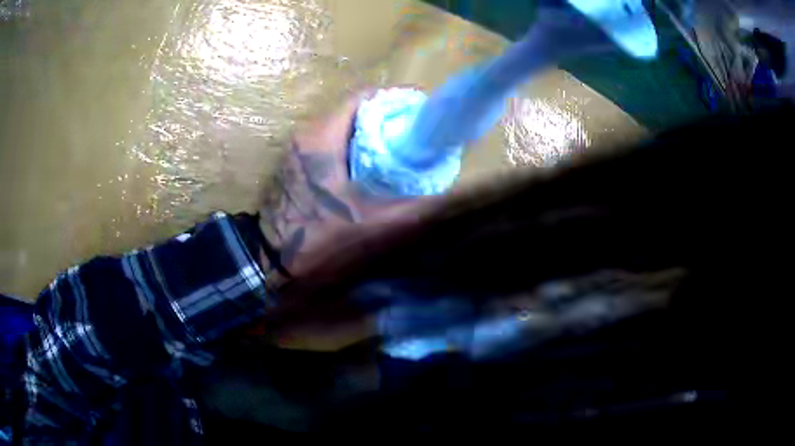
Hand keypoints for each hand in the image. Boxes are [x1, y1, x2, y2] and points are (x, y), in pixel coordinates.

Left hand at [259, 89, 431, 280]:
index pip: (363, 98)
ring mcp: (297, 149)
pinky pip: (328, 142)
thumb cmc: (318, 236)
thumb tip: (442, 192)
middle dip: (385, 119)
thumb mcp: (371, 223)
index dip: (394, 102)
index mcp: (322, 136)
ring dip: (368, 134)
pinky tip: (367, 168)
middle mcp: (306, 134)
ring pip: (340, 126)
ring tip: (395, 152)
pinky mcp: (293, 163)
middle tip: (413, 137)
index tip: (417, 115)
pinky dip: (350, 147)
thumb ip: (410, 207)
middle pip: (353, 111)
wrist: (272, 260)